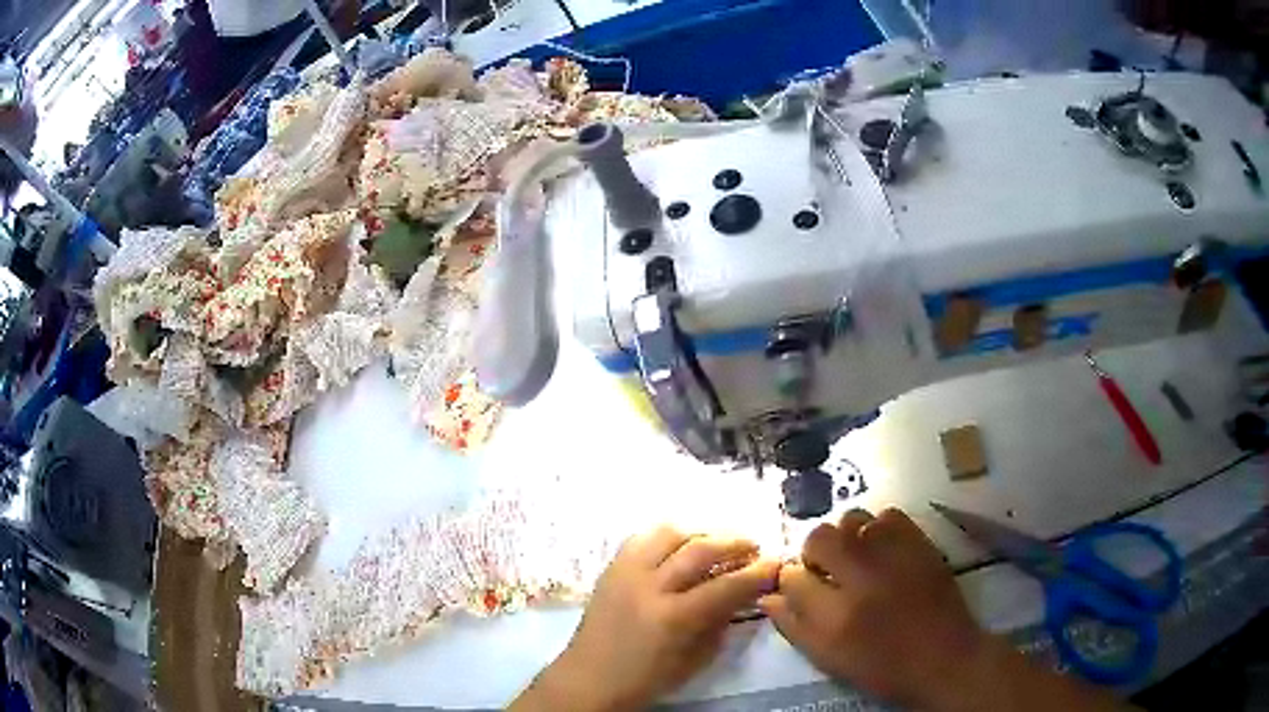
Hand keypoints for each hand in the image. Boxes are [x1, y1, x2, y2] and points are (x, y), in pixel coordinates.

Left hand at [512, 526, 780, 711]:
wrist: (589, 678)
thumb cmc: (646, 679)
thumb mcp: (694, 660)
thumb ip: (720, 623)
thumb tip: (743, 593)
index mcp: (673, 618)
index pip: (726, 585)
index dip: (757, 573)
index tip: (777, 564)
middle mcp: (649, 586)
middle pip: (700, 548)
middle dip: (735, 543)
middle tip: (754, 547)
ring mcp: (625, 572)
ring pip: (670, 533)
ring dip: (702, 533)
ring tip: (719, 542)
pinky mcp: (610, 568)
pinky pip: (643, 538)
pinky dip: (669, 536)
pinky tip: (681, 546)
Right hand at [759, 508, 990, 708]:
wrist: (944, 658)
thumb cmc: (882, 668)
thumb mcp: (829, 660)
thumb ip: (794, 628)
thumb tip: (769, 597)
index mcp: (834, 617)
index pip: (792, 577)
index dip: (791, 580)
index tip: (802, 586)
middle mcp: (862, 579)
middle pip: (819, 538)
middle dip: (814, 551)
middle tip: (827, 569)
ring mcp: (895, 556)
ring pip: (852, 519)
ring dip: (846, 536)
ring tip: (856, 556)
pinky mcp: (920, 543)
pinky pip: (888, 515)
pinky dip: (878, 528)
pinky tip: (882, 549)